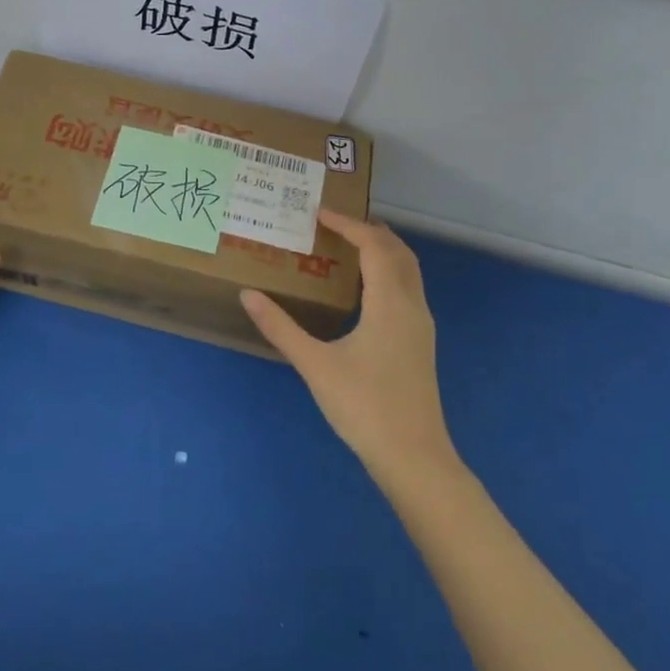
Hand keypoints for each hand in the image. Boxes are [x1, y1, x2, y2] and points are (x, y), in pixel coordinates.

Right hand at [240, 211, 455, 481]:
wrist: (414, 457)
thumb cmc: (365, 407)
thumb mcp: (315, 365)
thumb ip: (281, 327)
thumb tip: (248, 294)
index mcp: (390, 303)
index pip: (374, 246)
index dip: (348, 224)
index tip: (319, 212)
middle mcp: (412, 306)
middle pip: (399, 251)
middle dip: (369, 230)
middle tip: (334, 223)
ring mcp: (421, 326)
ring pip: (408, 271)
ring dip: (382, 251)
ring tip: (347, 247)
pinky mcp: (420, 343)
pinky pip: (407, 289)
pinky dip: (388, 272)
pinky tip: (363, 291)